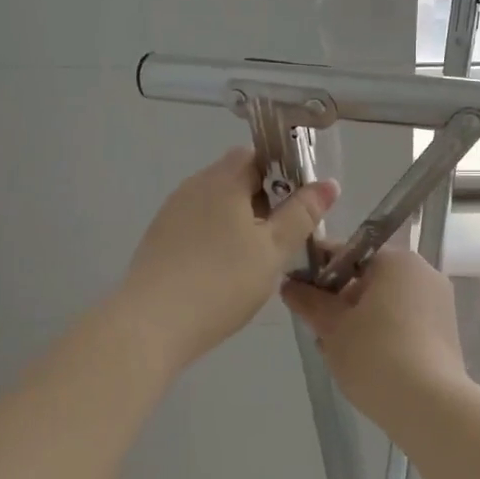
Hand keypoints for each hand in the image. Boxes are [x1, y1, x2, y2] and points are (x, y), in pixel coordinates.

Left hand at [116, 148, 337, 372]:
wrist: (151, 323)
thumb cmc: (222, 282)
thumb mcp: (273, 250)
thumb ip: (302, 214)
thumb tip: (328, 183)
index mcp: (223, 180)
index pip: (257, 155)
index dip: (282, 172)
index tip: (299, 204)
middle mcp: (194, 186)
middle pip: (235, 178)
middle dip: (263, 199)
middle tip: (283, 236)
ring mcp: (172, 211)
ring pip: (215, 203)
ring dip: (239, 219)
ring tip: (256, 256)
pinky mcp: (158, 238)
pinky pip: (196, 224)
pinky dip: (215, 236)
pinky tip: (223, 269)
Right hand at [280, 248, 467, 420]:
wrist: (429, 406)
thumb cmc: (375, 354)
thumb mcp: (331, 326)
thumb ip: (308, 300)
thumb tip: (289, 284)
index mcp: (398, 261)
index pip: (349, 253)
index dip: (318, 269)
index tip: (296, 290)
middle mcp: (424, 273)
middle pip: (369, 278)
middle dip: (339, 300)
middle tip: (316, 327)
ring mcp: (439, 304)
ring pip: (386, 303)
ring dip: (358, 319)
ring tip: (334, 350)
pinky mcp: (445, 334)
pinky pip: (404, 323)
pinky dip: (381, 334)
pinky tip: (362, 361)